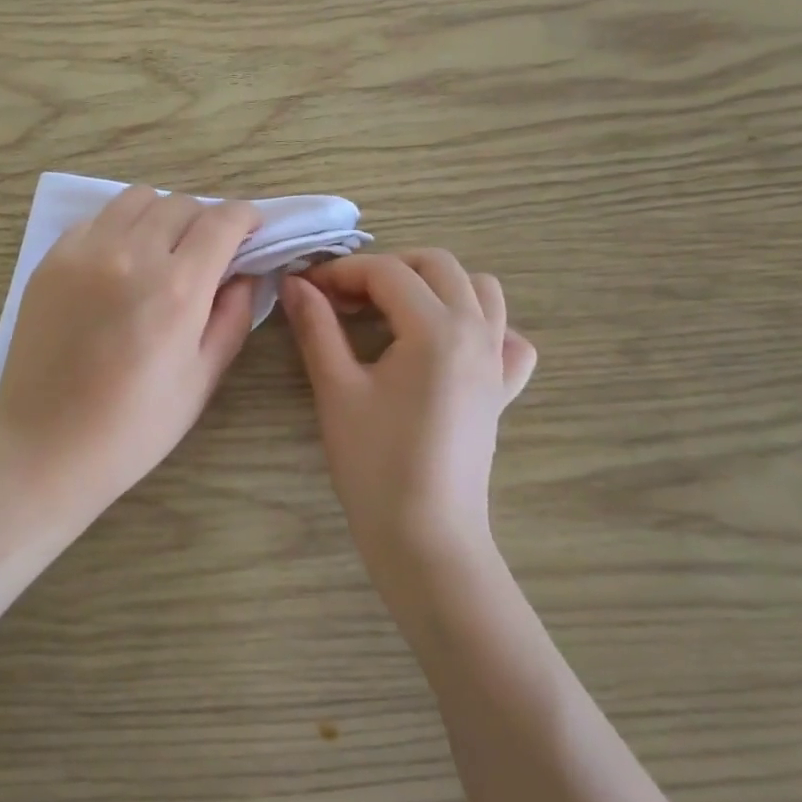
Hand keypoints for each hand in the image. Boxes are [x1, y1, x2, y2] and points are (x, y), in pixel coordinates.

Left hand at [0, 186, 260, 516]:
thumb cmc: (134, 426)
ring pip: (137, 199)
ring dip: (162, 216)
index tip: (252, 230)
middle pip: (181, 204)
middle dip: (206, 220)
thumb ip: (232, 317)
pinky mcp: (53, 259)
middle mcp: (132, 255)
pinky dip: (120, 228)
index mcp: (177, 288)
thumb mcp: (202, 379)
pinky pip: (98, 219)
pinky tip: (118, 264)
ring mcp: (85, 251)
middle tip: (208, 253)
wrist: (45, 446)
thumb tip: (244, 275)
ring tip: (162, 251)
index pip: (222, 221)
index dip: (246, 217)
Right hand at [280, 250, 535, 576]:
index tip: (307, 287)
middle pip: (437, 264)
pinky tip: (448, 344)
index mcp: (436, 328)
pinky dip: (481, 324)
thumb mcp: (336, 388)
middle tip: (345, 296)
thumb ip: (316, 327)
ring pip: (480, 289)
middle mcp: (476, 331)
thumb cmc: (375, 463)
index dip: (341, 271)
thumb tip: (294, 283)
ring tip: (394, 310)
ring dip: (435, 284)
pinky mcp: (502, 389)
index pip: (387, 271)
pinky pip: (507, 337)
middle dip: (387, 267)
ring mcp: (496, 360)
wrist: (426, 537)